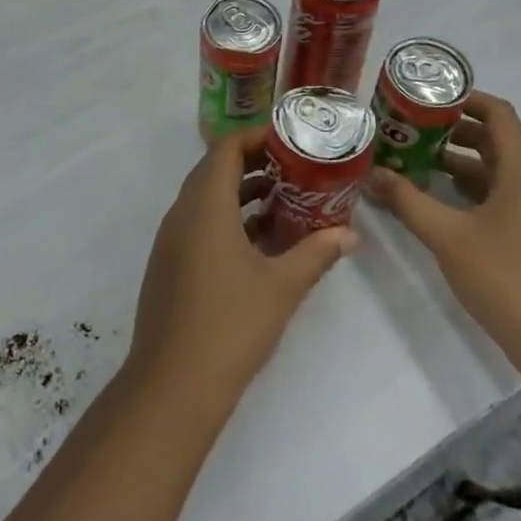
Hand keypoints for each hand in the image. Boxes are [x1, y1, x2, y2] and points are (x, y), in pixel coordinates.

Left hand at [129, 129, 357, 421]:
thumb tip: (350, 234)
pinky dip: (228, 220)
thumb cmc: (230, 325)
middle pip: (215, 169)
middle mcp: (182, 212)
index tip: (290, 141)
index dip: (256, 136)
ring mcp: (172, 239)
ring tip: (285, 202)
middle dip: (254, 163)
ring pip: (207, 198)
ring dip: (242, 194)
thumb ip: (316, 254)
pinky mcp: (170, 263)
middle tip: (295, 169)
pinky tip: (260, 243)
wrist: (172, 383)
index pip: (226, 147)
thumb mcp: (282, 287)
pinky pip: (199, 223)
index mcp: (205, 205)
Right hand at [365, 91, 520, 394]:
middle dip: (451, 131)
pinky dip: (468, 191)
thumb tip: (372, 173)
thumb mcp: (448, 237)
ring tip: (413, 161)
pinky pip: (499, 199)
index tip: (427, 96)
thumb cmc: (508, 280)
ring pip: (494, 173)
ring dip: (456, 163)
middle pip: (494, 142)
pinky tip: (437, 203)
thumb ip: (407, 202)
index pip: (499, 115)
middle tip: (408, 128)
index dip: (465, 99)